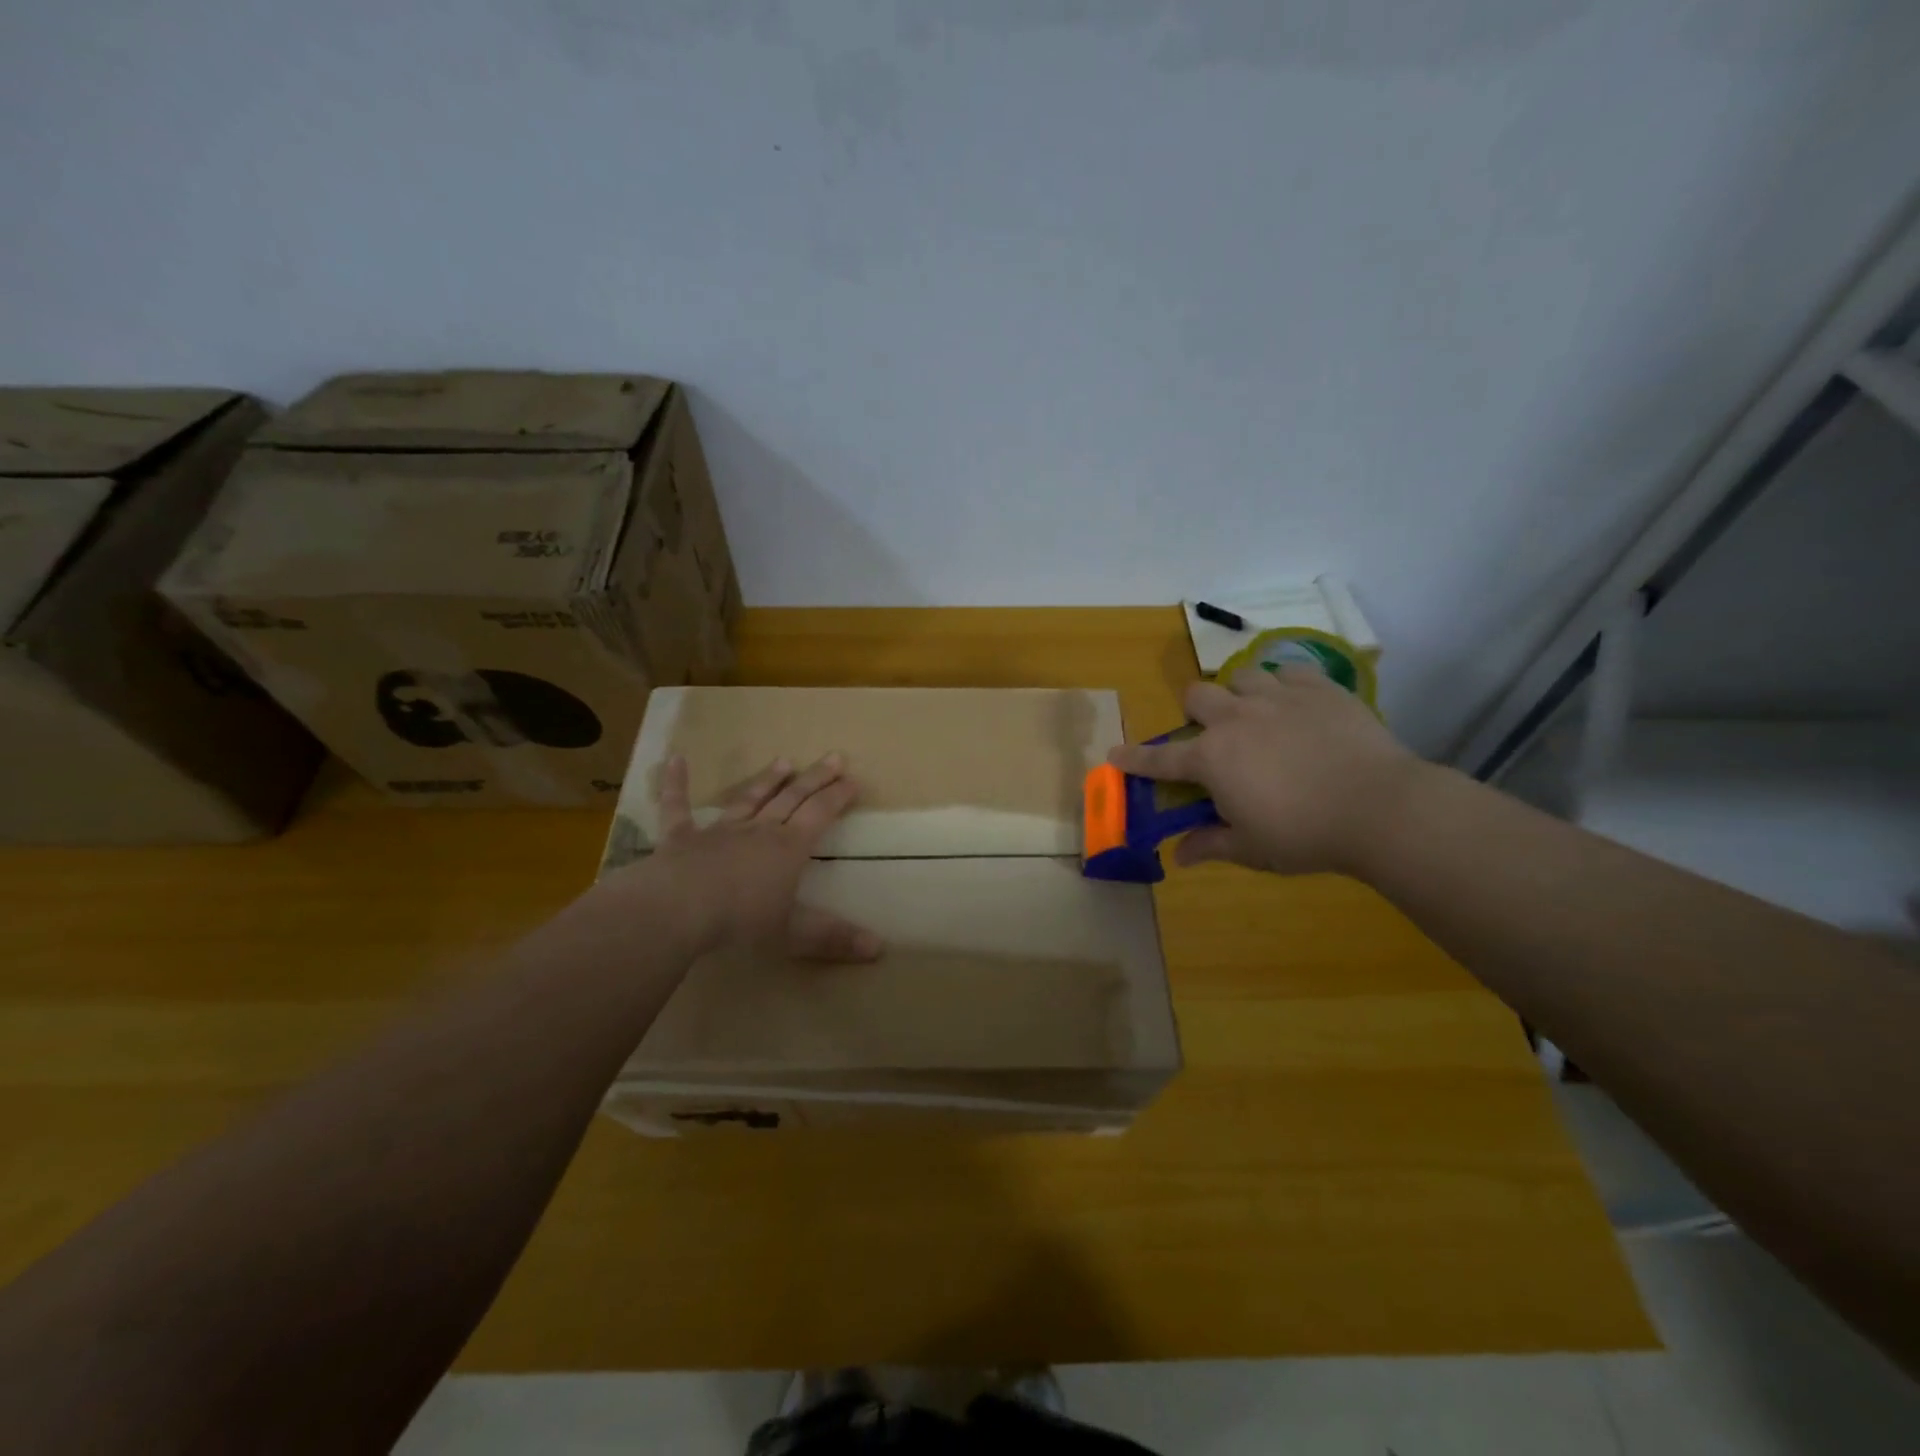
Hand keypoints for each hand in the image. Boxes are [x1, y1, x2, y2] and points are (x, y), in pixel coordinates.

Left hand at [641, 752, 881, 960]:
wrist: (678, 909)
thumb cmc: (740, 920)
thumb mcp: (793, 934)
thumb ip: (834, 938)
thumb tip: (880, 948)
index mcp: (788, 848)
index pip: (820, 814)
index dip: (838, 797)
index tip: (853, 780)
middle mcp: (758, 830)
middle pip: (792, 798)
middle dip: (815, 778)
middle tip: (833, 757)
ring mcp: (719, 831)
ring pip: (748, 799)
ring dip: (767, 780)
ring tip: (783, 761)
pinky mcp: (681, 838)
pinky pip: (677, 807)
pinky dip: (676, 783)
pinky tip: (674, 759)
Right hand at [1109, 666, 1427, 875]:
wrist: (1381, 807)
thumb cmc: (1306, 835)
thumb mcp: (1253, 849)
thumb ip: (1211, 845)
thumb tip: (1179, 856)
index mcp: (1212, 758)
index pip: (1161, 758)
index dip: (1134, 758)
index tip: (1114, 754)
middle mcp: (1236, 719)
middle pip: (1196, 696)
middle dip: (1195, 713)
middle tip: (1214, 736)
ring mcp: (1278, 698)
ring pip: (1241, 676)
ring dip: (1240, 695)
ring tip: (1258, 716)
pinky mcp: (1319, 689)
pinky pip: (1290, 673)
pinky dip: (1286, 687)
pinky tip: (1298, 706)